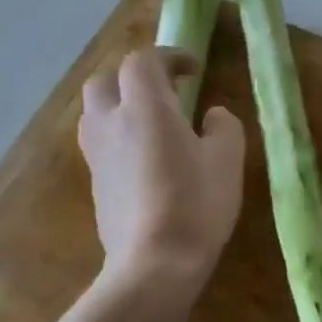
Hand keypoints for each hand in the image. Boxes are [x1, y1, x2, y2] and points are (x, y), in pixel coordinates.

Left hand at [79, 48, 244, 301]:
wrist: (154, 265)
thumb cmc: (196, 204)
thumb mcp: (227, 160)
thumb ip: (223, 126)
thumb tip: (210, 116)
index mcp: (145, 108)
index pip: (143, 61)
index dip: (169, 56)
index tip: (194, 70)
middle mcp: (111, 123)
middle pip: (105, 80)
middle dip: (132, 77)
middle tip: (165, 90)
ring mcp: (97, 156)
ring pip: (95, 112)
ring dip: (119, 105)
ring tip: (151, 122)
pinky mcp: (94, 184)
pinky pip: (100, 143)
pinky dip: (118, 135)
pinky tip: (144, 158)